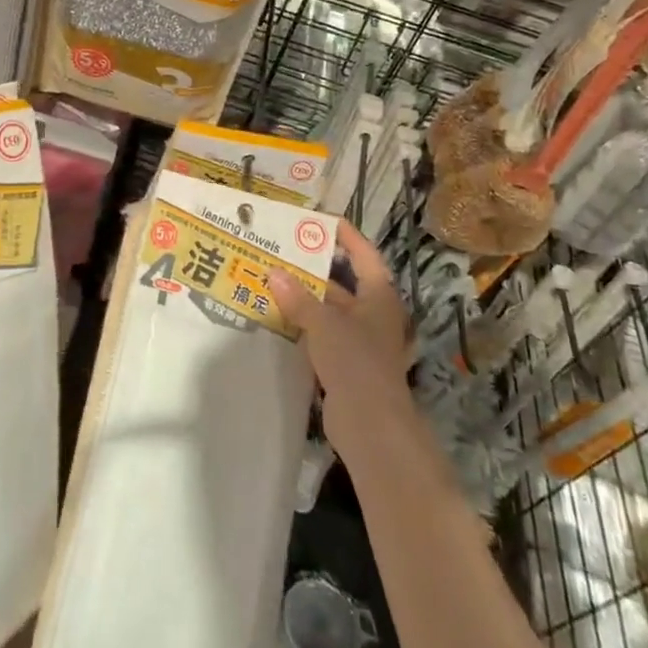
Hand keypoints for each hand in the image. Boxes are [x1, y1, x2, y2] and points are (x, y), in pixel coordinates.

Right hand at [270, 222, 414, 468]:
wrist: (372, 426)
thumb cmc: (356, 362)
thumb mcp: (324, 323)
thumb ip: (298, 298)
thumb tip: (273, 272)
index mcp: (377, 297)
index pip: (364, 256)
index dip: (347, 236)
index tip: (322, 220)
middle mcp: (371, 315)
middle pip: (342, 283)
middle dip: (312, 268)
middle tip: (281, 249)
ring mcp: (358, 342)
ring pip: (328, 310)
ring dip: (303, 298)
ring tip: (269, 278)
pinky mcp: (344, 364)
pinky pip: (320, 334)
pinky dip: (301, 324)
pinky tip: (275, 316)